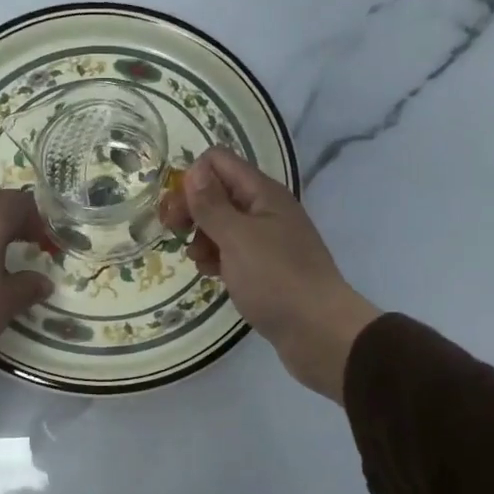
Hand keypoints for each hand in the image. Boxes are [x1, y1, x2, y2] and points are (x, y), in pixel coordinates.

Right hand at [160, 147, 380, 400]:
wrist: (318, 331)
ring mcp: (267, 239)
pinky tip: (212, 275)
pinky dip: (217, 258)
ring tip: (199, 261)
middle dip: (192, 208)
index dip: (192, 180)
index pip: (218, 162)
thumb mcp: (237, 238)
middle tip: (175, 233)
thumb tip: (194, 170)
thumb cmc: (276, 280)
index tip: (177, 212)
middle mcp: (266, 209)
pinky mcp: (265, 267)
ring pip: (222, 224)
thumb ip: (212, 204)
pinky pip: (233, 251)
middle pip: (218, 191)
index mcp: (263, 193)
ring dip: (202, 236)